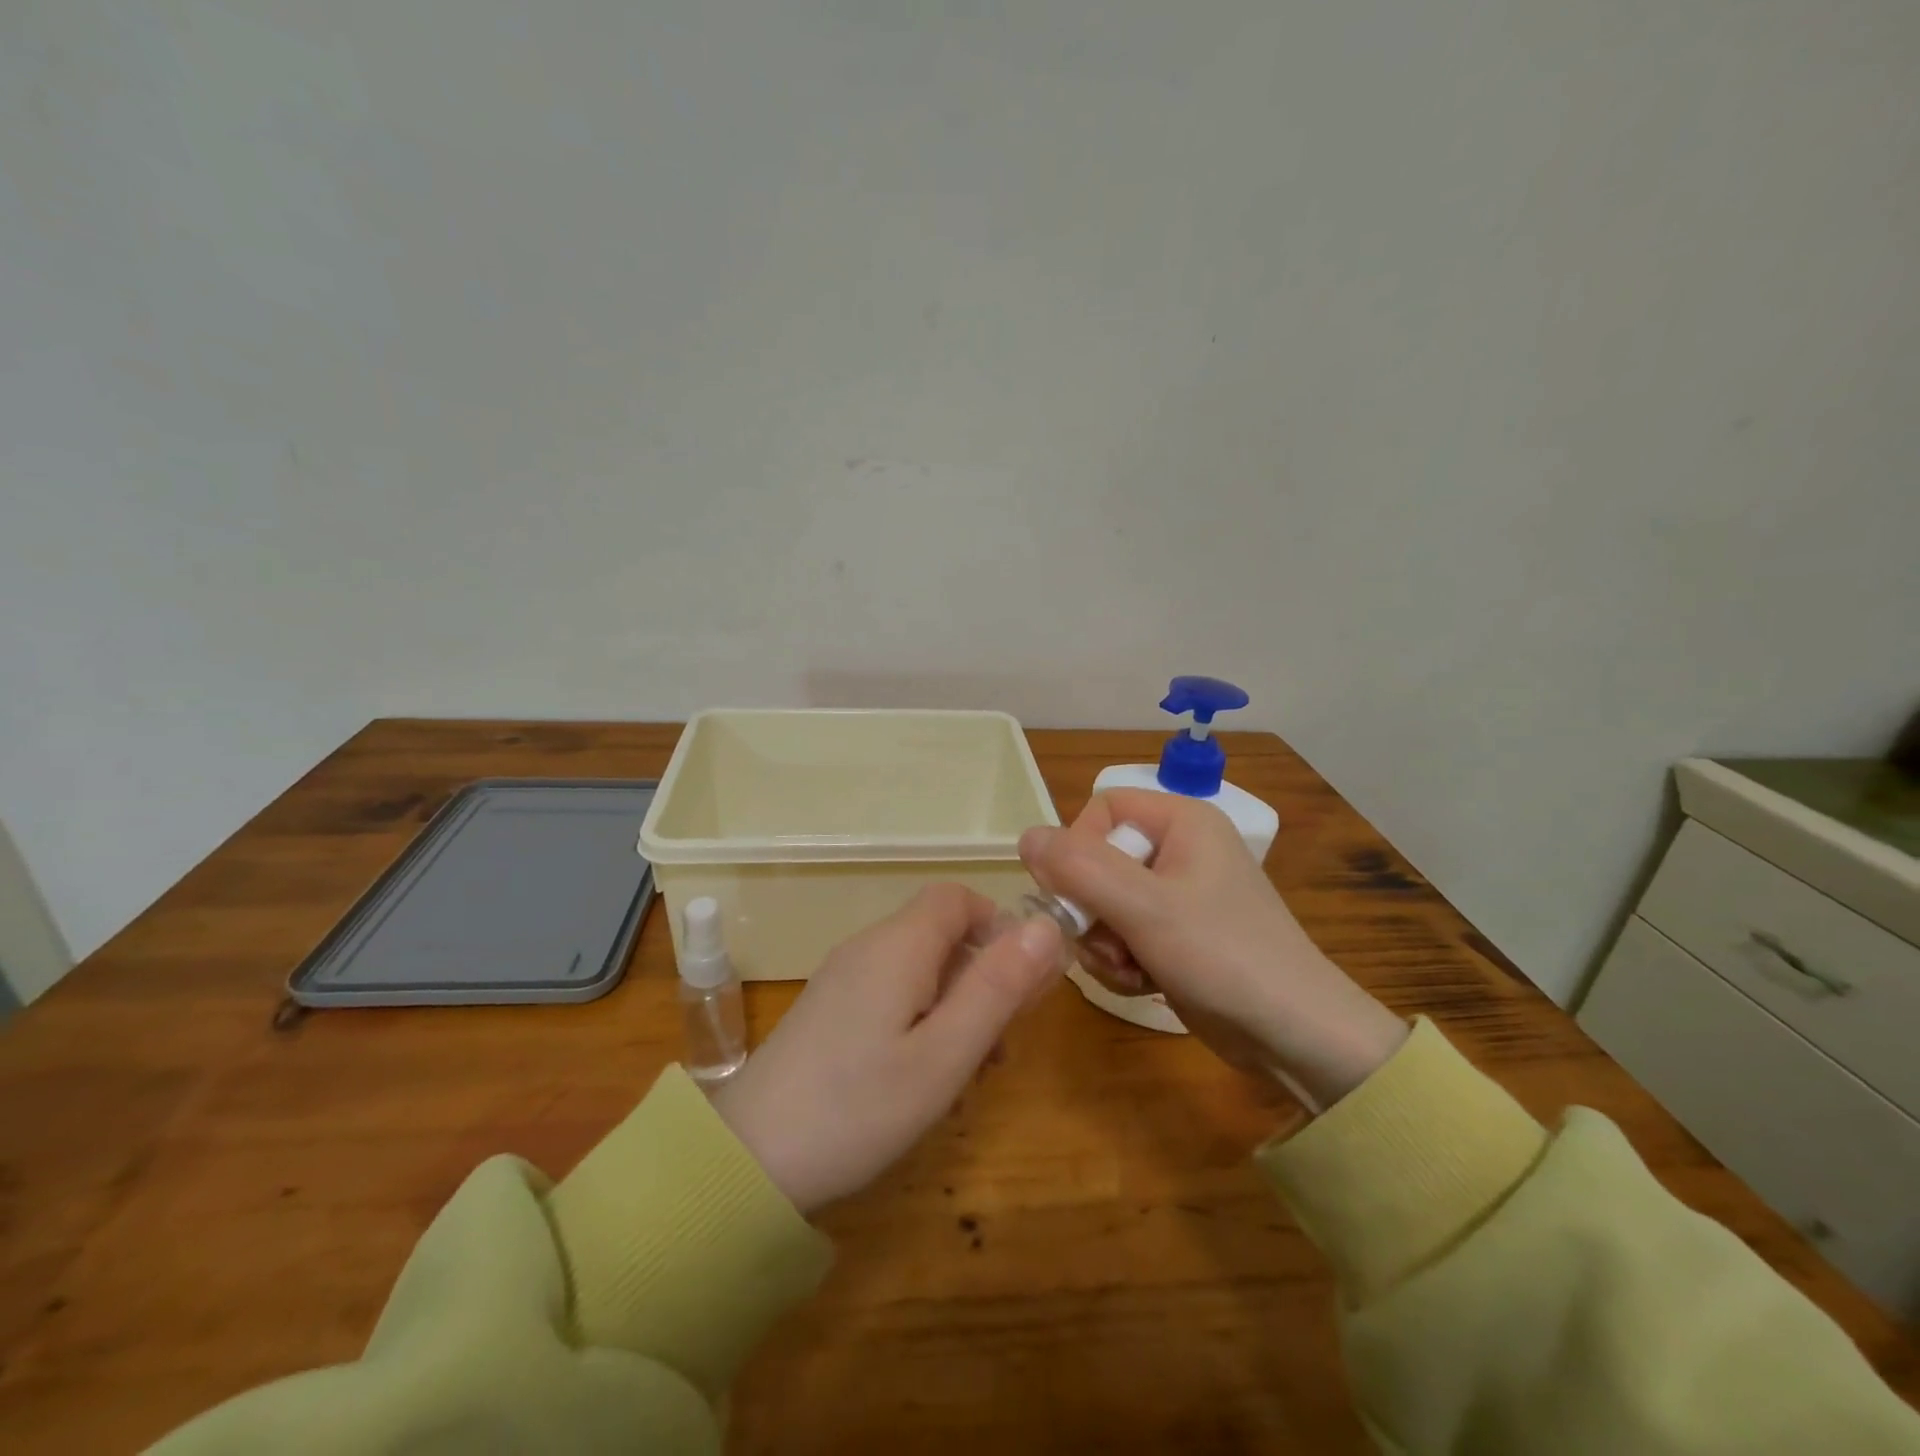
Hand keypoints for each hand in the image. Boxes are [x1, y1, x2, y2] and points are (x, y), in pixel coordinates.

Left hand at [709, 885, 1064, 1213]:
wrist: (747, 1159)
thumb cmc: (858, 1107)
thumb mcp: (944, 1054)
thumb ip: (998, 986)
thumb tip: (1047, 923)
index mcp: (899, 945)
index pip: (959, 897)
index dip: (999, 926)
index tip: (1022, 983)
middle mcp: (870, 947)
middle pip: (943, 933)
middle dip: (984, 975)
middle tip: (1002, 1043)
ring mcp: (845, 977)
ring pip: (921, 967)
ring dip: (958, 1004)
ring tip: (971, 1071)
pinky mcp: (831, 1009)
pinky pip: (893, 992)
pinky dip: (924, 1018)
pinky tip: (926, 1076)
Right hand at [1020, 790, 1406, 1109]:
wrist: (1297, 1037)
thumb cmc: (1224, 956)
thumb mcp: (1145, 907)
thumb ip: (1079, 868)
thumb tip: (1024, 836)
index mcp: (1182, 821)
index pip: (1101, 810)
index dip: (1078, 850)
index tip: (1078, 896)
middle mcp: (1179, 848)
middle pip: (1098, 860)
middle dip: (1091, 910)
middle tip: (1106, 945)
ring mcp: (1179, 894)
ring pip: (1105, 902)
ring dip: (1104, 942)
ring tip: (1130, 970)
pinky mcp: (1177, 935)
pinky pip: (1125, 932)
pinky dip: (1122, 959)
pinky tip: (1142, 984)